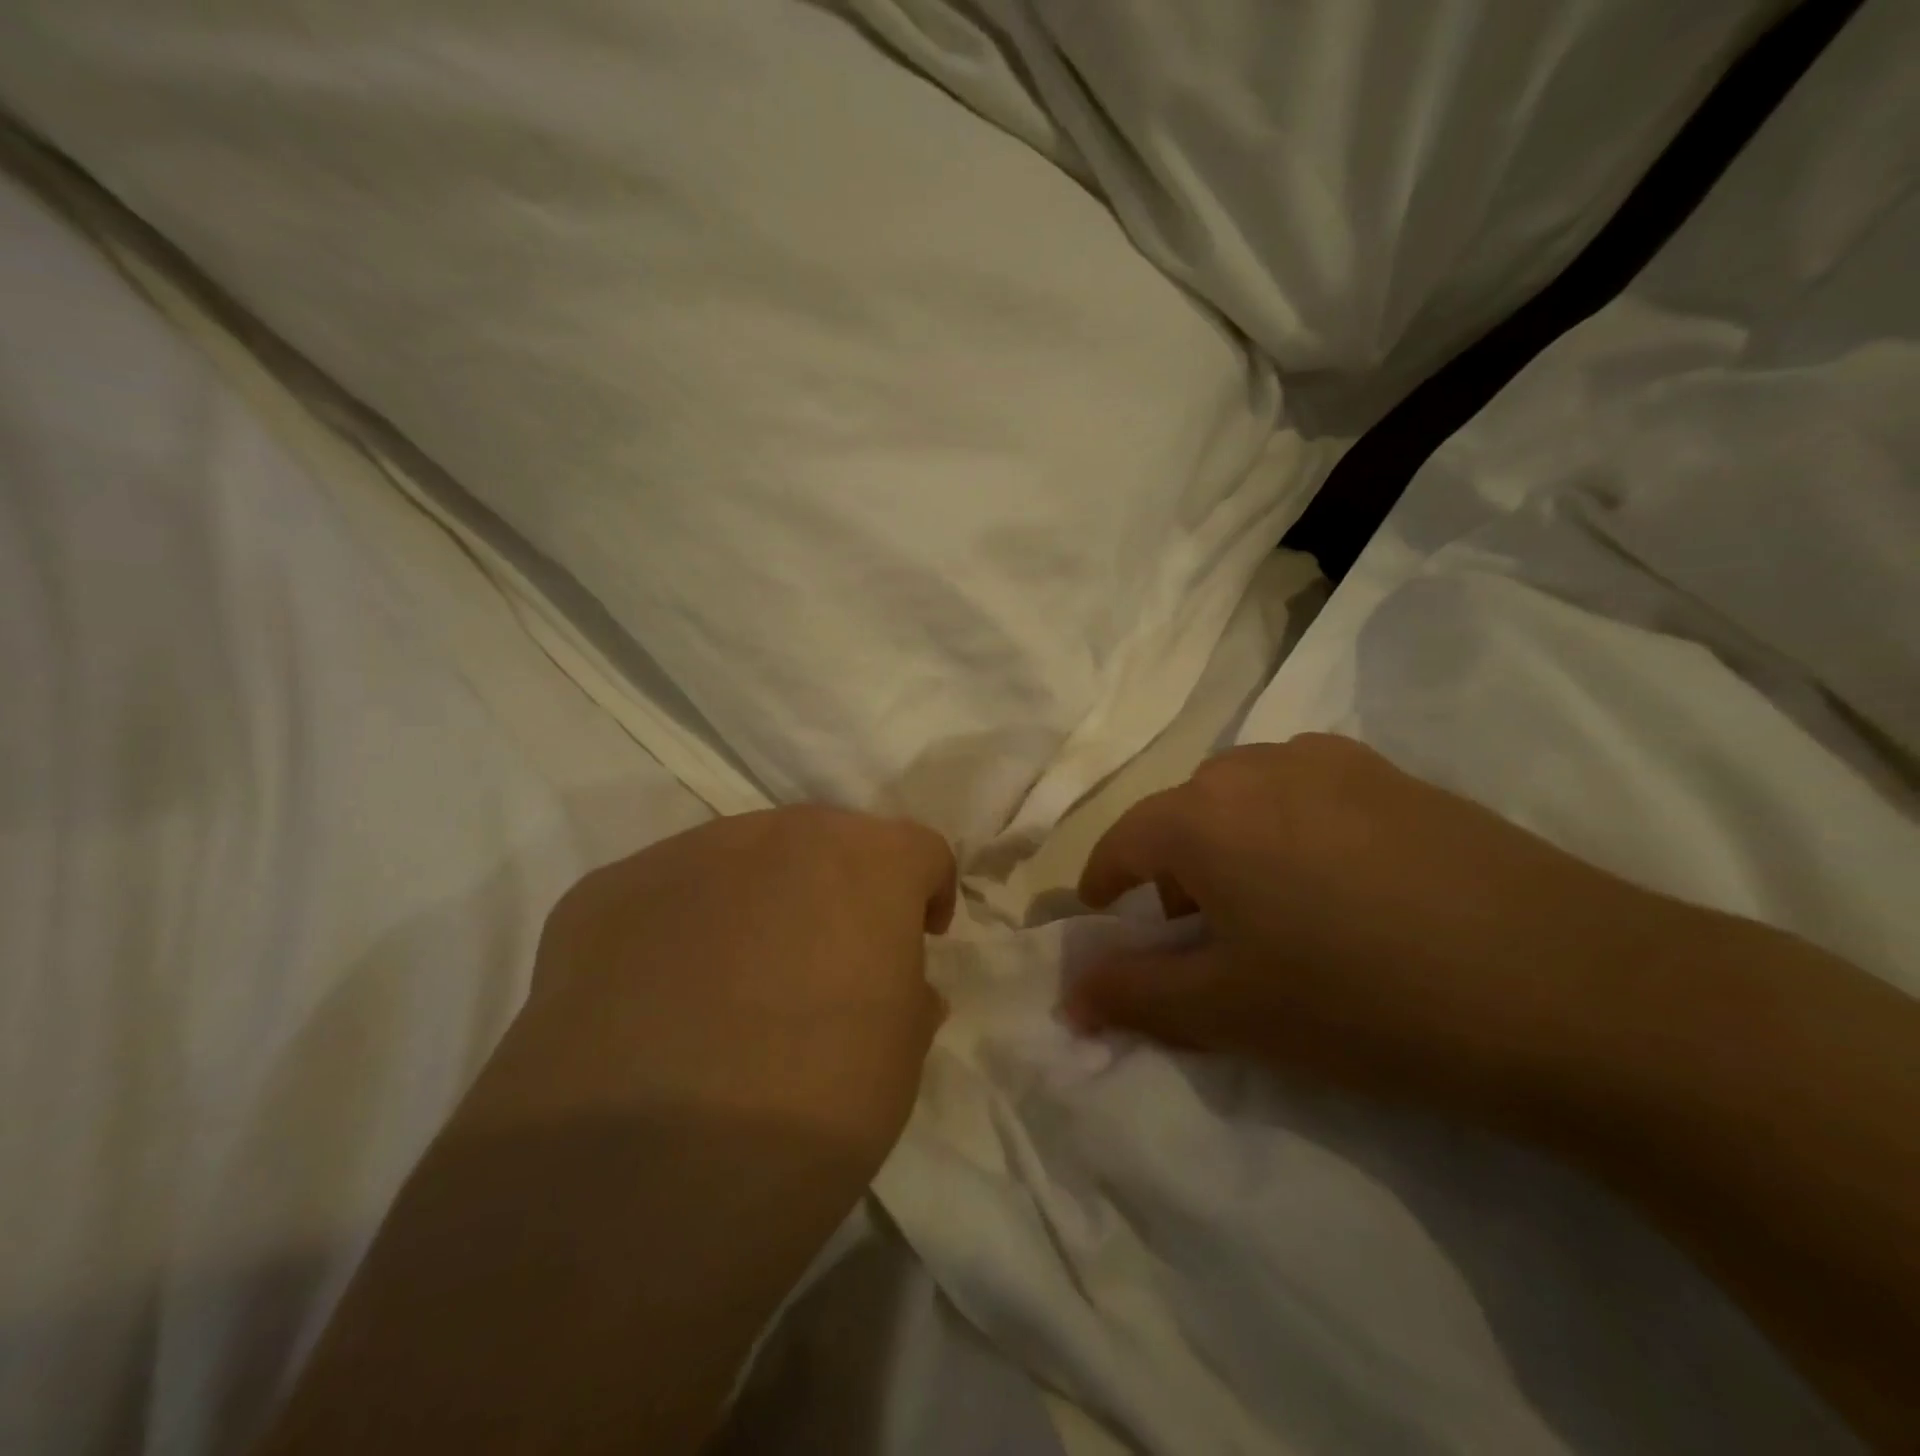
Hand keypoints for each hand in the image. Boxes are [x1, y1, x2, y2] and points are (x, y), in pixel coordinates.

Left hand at [256, 808, 958, 1455]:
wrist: (635, 1178)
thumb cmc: (810, 1111)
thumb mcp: (899, 1062)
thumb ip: (907, 997)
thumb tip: (896, 987)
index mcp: (866, 860)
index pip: (918, 848)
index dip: (924, 894)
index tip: (916, 943)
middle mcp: (776, 832)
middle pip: (826, 842)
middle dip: (839, 891)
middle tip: (826, 967)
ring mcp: (679, 855)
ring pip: (741, 860)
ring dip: (757, 904)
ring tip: (734, 988)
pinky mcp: (600, 894)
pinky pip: (662, 896)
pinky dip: (676, 931)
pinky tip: (656, 1005)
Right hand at [1068, 734, 1680, 1120]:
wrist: (1575, 988)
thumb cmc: (1364, 1000)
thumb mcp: (1230, 1012)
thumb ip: (1133, 998)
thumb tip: (1069, 996)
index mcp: (1204, 813)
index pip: (1122, 842)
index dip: (1104, 886)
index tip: (1106, 923)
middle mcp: (1257, 766)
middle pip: (1184, 815)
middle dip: (1173, 872)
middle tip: (1203, 937)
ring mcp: (1334, 762)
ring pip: (1247, 799)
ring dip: (1233, 846)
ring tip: (1275, 911)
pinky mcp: (1398, 775)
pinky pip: (1309, 794)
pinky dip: (1293, 833)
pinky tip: (1344, 888)